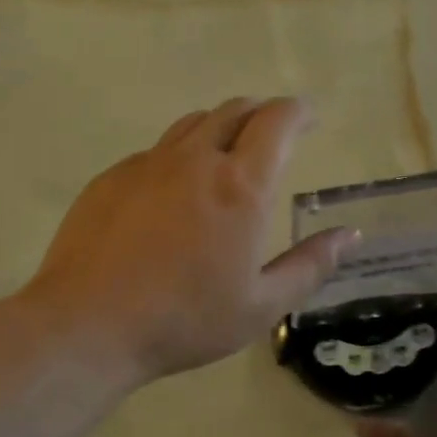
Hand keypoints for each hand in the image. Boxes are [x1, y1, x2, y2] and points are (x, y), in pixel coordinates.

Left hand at [23, 97, 354, 384]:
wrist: (88, 325)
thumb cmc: (185, 319)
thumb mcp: (262, 305)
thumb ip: (311, 265)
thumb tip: (349, 235)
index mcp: (241, 186)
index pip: (277, 121)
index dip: (298, 112)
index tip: (309, 119)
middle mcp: (196, 160)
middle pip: (234, 110)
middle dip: (262, 113)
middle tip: (274, 132)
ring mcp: (148, 164)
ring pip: (192, 124)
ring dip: (220, 127)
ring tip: (228, 152)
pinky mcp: (111, 177)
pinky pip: (156, 152)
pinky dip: (179, 157)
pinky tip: (174, 193)